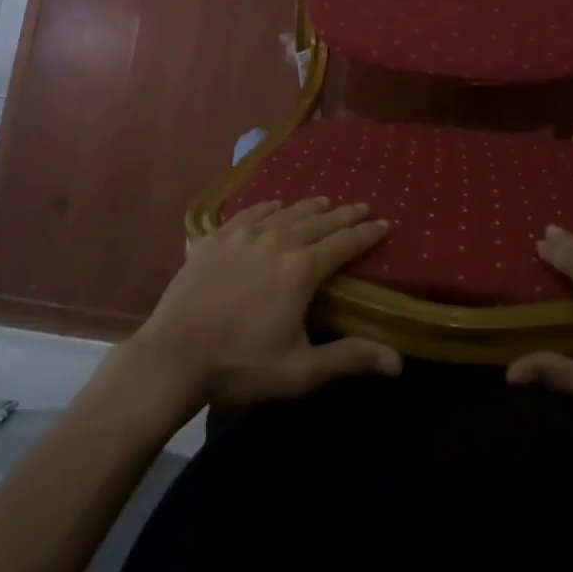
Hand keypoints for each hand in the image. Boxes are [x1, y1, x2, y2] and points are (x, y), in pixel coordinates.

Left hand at [125, 198, 401, 415]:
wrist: (173, 355)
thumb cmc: (241, 364)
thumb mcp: (300, 370)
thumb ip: (349, 358)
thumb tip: (399, 362)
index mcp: (302, 269)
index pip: (344, 243)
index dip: (366, 234)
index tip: (384, 223)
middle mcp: (278, 240)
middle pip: (319, 221)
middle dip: (344, 214)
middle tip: (362, 206)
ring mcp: (244, 235)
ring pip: (286, 212)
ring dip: (309, 206)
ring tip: (324, 201)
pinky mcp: (216, 237)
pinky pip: (250, 212)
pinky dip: (269, 206)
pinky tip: (273, 205)